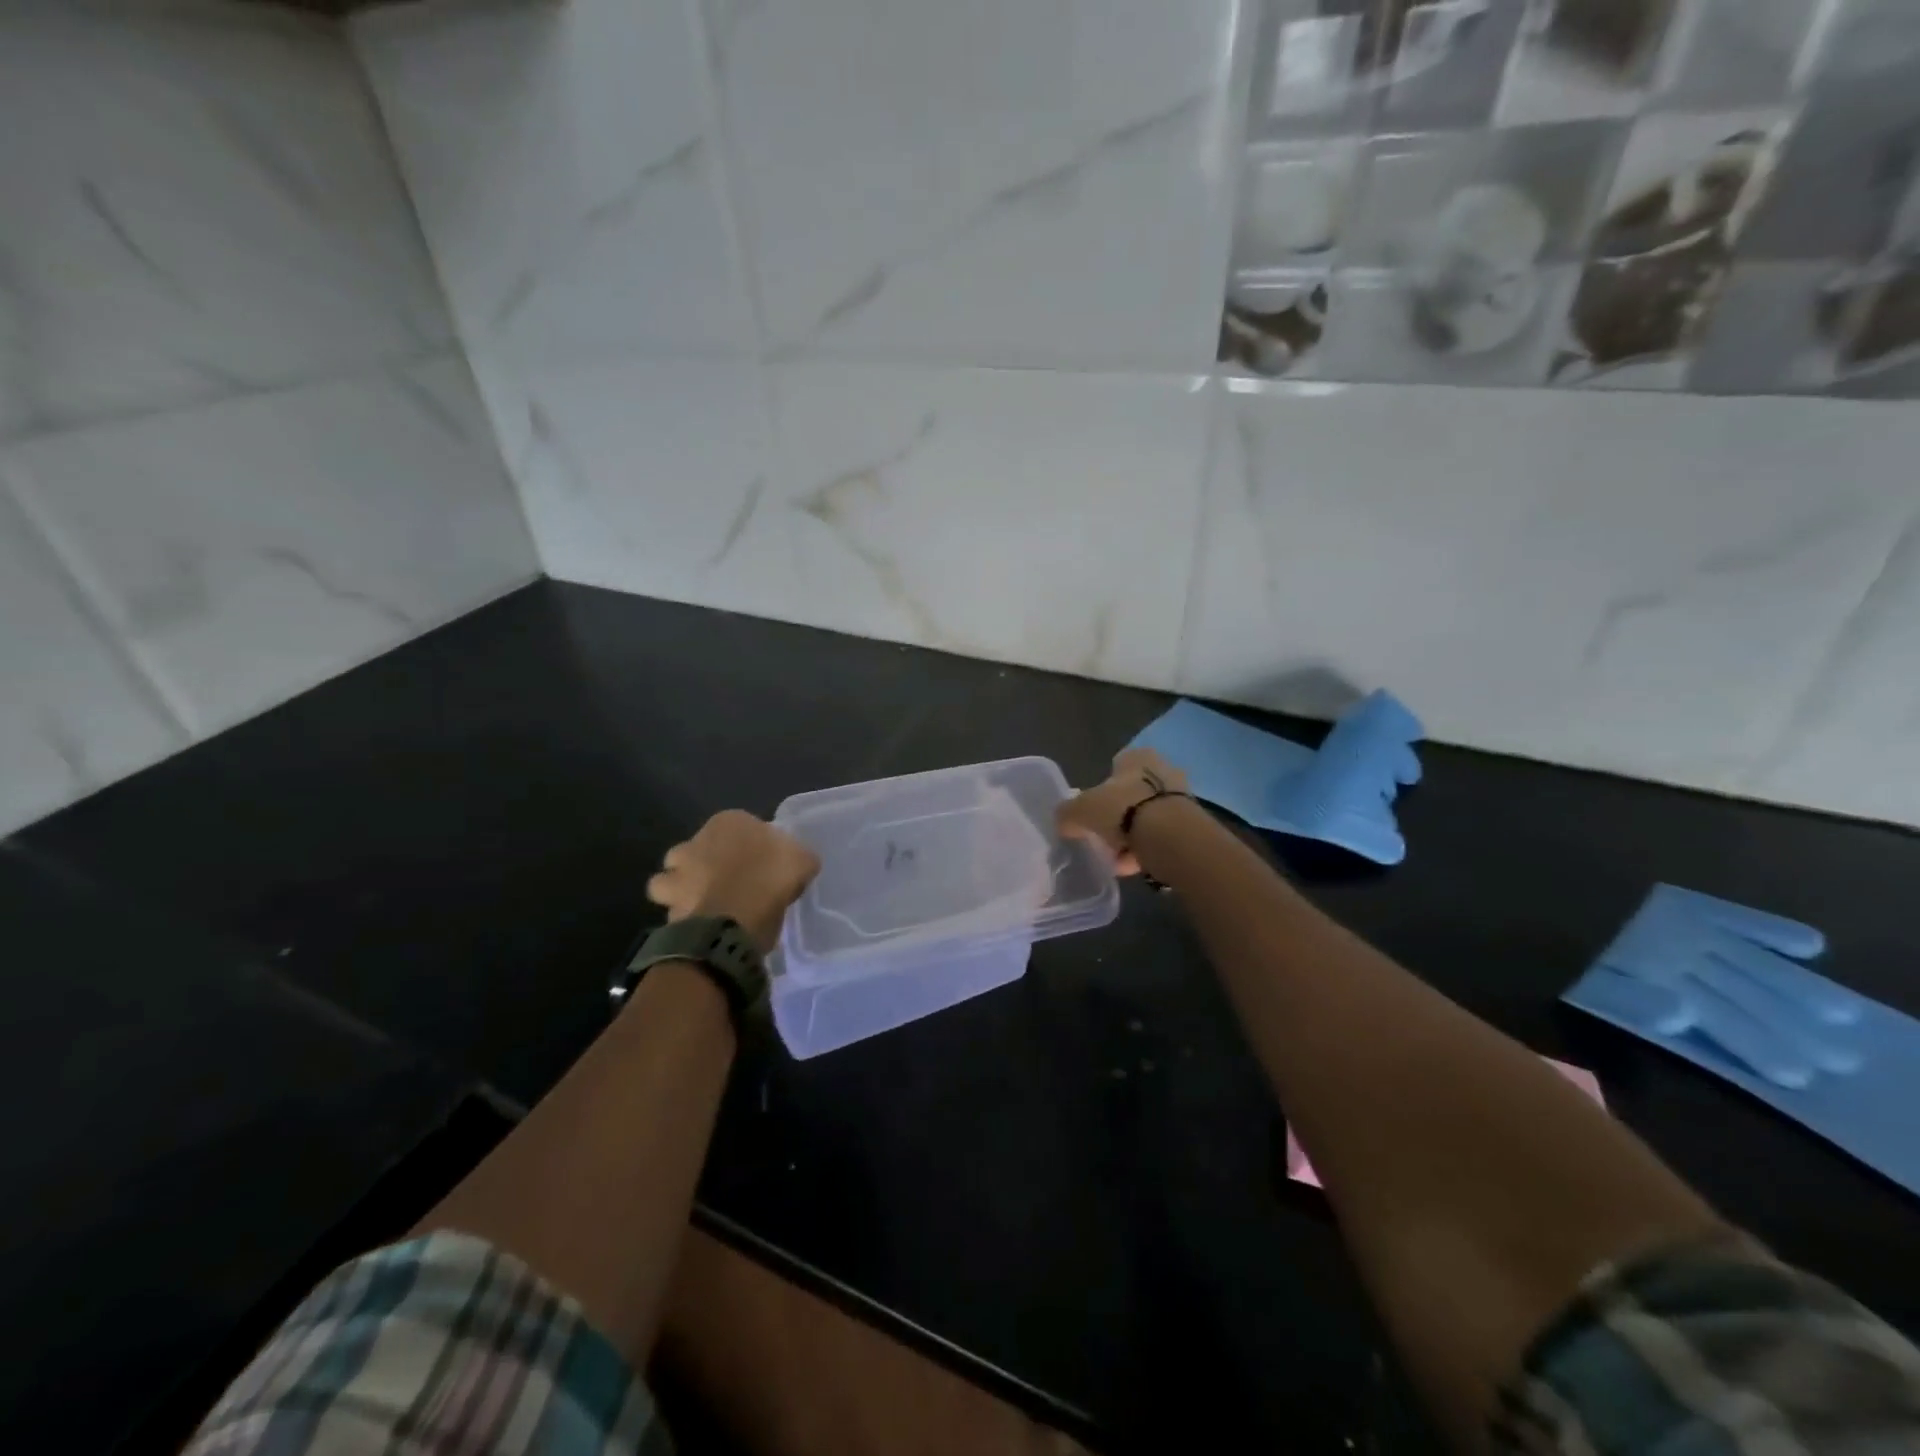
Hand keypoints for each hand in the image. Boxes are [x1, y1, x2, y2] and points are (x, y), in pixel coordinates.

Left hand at [646, 811, 820, 953]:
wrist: (733, 920)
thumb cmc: (769, 878)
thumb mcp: (802, 860)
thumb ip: (798, 856)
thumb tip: (799, 861)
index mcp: (727, 822)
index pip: (735, 826)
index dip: (748, 845)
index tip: (761, 863)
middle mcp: (695, 842)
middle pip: (695, 850)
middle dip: (702, 864)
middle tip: (726, 883)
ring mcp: (677, 875)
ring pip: (670, 880)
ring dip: (681, 890)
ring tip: (704, 906)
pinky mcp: (668, 907)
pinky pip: (673, 911)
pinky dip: (683, 919)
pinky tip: (702, 929)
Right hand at [1055, 748, 1189, 876]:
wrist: (1171, 836)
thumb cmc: (1121, 810)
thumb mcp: (1080, 810)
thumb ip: (1067, 814)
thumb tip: (1063, 822)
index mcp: (1136, 756)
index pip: (1114, 767)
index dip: (1101, 791)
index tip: (1093, 813)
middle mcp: (1162, 768)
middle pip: (1130, 796)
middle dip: (1117, 818)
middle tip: (1104, 839)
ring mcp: (1179, 796)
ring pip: (1146, 818)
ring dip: (1131, 838)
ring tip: (1118, 860)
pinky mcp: (1191, 823)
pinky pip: (1160, 836)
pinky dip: (1147, 849)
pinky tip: (1135, 866)